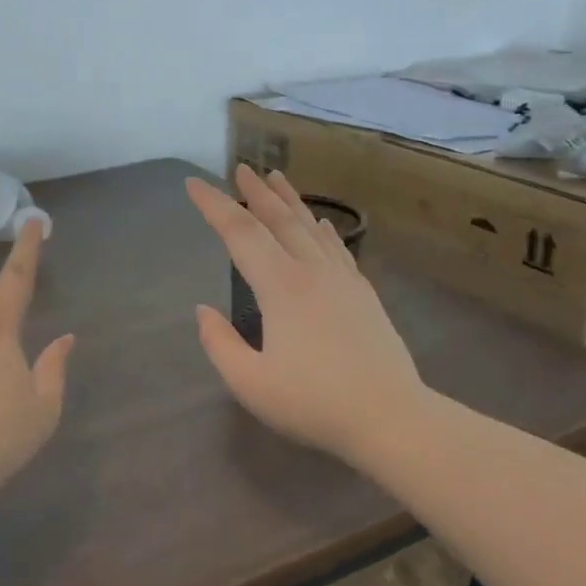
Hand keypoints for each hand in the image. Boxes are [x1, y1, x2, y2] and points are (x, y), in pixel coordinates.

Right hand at [187, 166, 427, 462]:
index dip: (213, 206)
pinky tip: (320, 222)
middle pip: (278, 219)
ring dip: (290, 200)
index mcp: (280, 287)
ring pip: (310, 227)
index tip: (193, 184)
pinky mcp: (363, 294)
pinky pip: (337, 247)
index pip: (239, 233)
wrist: (392, 418)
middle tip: (239, 167)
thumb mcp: (251, 383)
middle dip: (254, 192)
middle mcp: (311, 271)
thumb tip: (203, 310)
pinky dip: (322, 228)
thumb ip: (219, 344)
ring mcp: (342, 280)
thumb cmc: (314, 403)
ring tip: (276, 177)